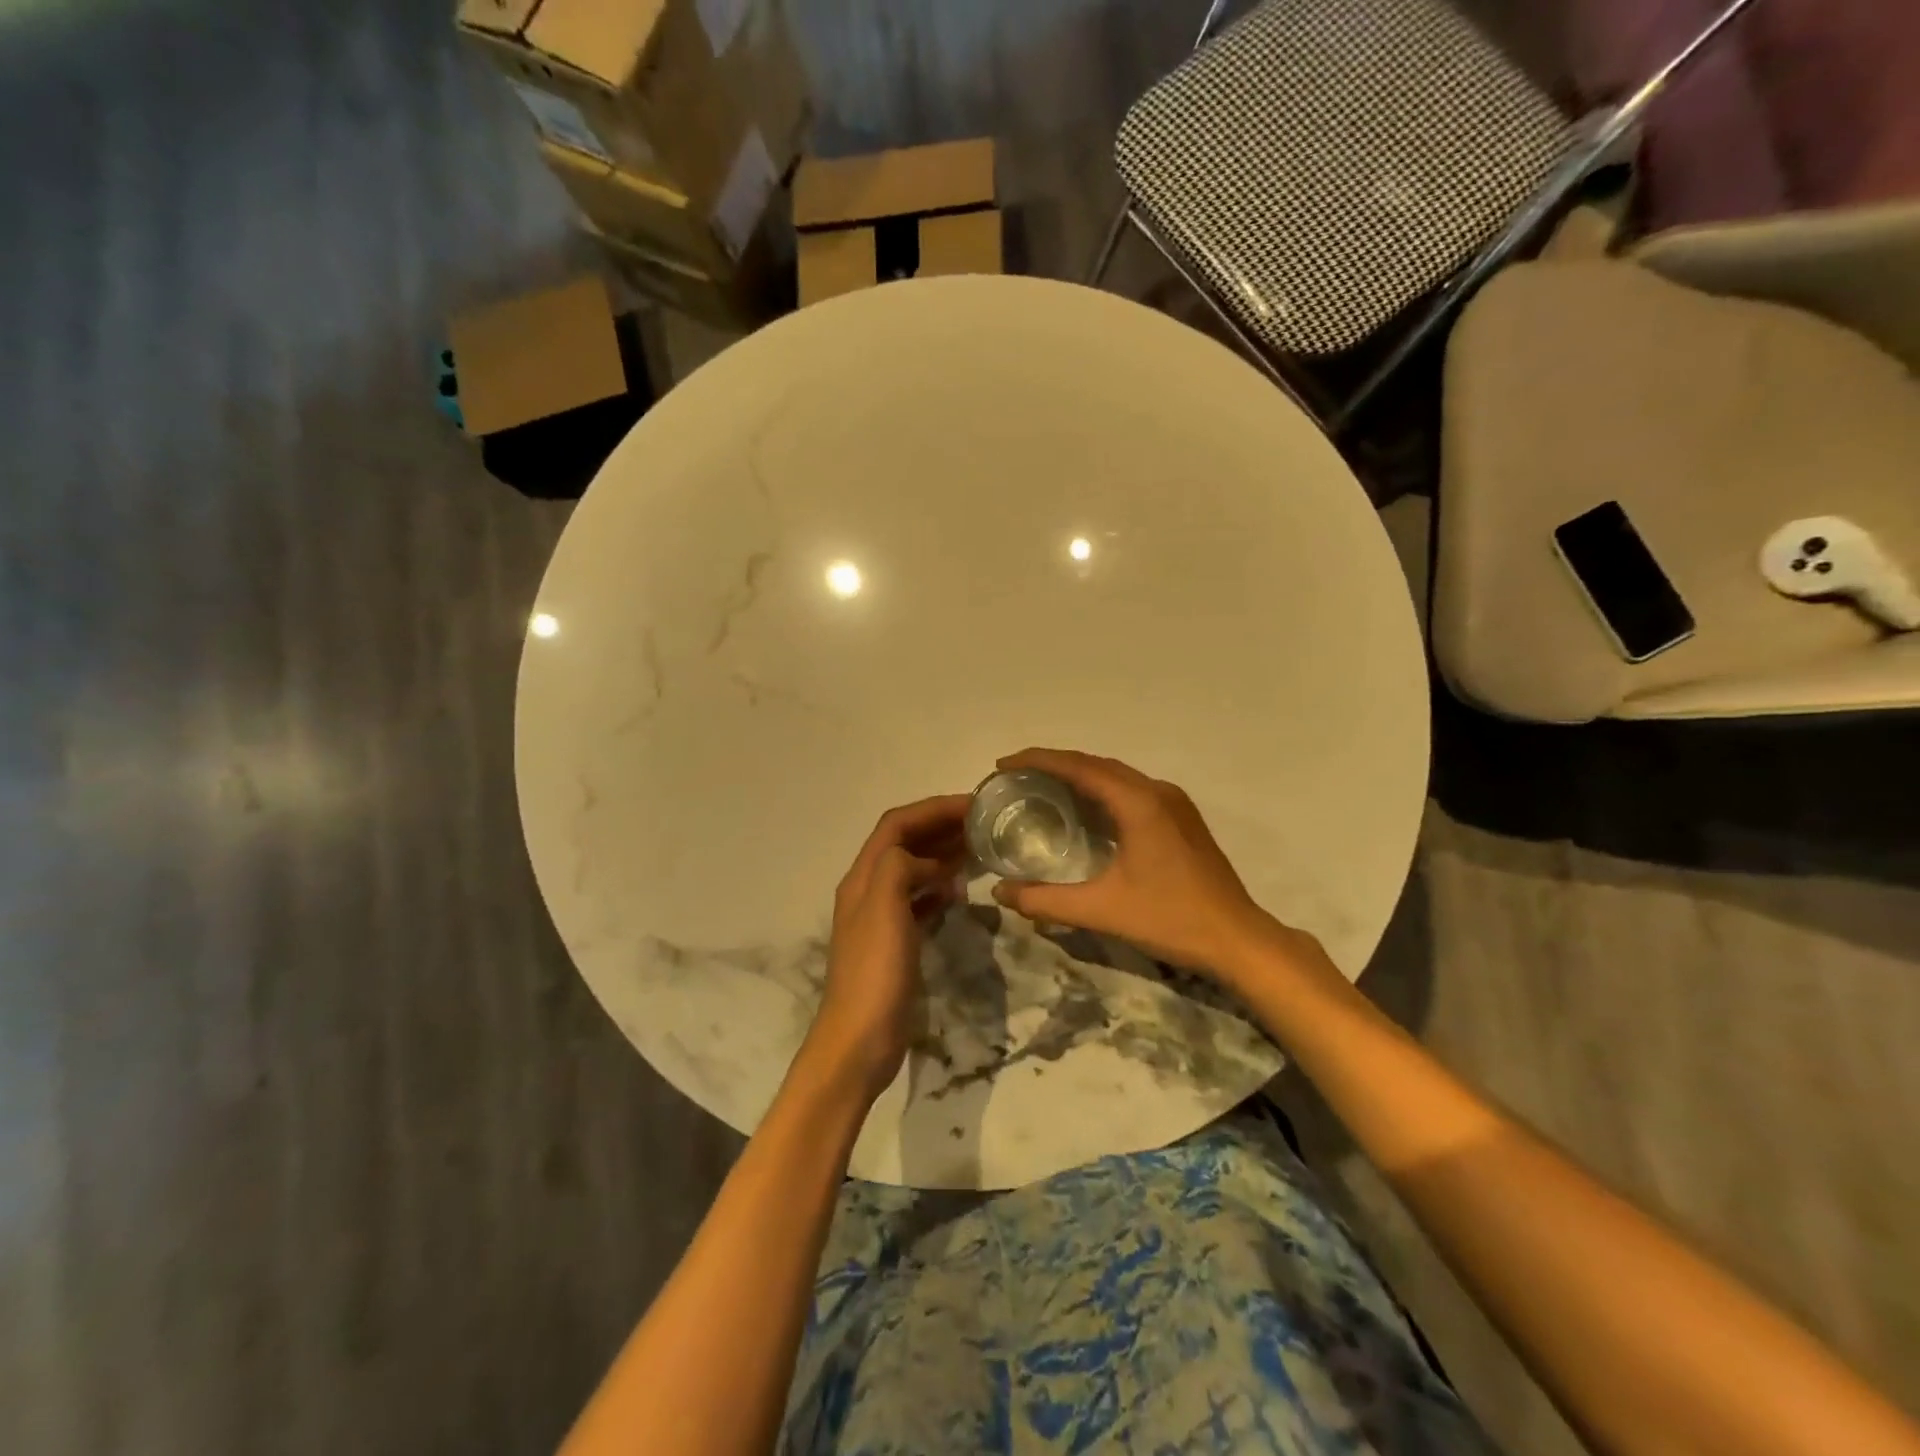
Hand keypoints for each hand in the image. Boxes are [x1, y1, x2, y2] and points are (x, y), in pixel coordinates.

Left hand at [803, 794, 970, 1100]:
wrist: (860, 1040)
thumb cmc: (874, 972)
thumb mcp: (884, 909)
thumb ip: (900, 868)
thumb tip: (928, 860)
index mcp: (863, 877)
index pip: (897, 824)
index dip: (933, 808)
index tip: (973, 804)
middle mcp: (869, 889)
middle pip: (905, 842)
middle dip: (940, 826)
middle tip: (983, 824)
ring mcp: (882, 916)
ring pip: (914, 870)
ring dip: (942, 854)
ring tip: (979, 849)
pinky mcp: (896, 941)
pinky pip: (919, 900)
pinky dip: (939, 887)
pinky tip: (960, 891)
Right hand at [989, 748, 1315, 982]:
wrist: (1237, 939)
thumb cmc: (1170, 919)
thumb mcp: (1102, 910)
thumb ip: (1046, 901)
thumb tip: (999, 892)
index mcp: (1138, 802)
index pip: (1079, 767)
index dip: (1038, 760)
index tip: (1003, 765)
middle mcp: (1157, 791)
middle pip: (1096, 764)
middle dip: (1054, 764)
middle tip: (1016, 777)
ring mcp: (1174, 803)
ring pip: (1116, 776)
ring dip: (1079, 775)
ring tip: (1042, 787)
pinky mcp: (1181, 818)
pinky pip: (1132, 790)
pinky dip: (1101, 790)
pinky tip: (1085, 811)